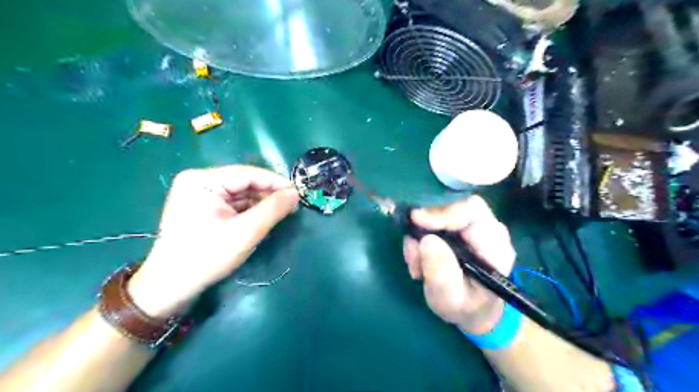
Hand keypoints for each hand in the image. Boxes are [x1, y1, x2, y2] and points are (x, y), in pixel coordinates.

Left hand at [127, 165, 298, 317]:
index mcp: (203, 180)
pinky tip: (265, 217)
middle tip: (293, 206)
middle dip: (269, 194)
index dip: (276, 182)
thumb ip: (273, 209)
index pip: (248, 173)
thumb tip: (296, 192)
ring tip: (283, 212)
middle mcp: (199, 180)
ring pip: (240, 192)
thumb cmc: (207, 256)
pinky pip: (233, 202)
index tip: (298, 194)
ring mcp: (199, 193)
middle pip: (244, 182)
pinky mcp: (202, 206)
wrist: (170, 286)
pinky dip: (250, 209)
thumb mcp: (246, 232)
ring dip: (261, 202)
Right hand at [401, 196, 514, 333]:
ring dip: (420, 232)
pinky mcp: (460, 227)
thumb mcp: (450, 298)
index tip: (415, 220)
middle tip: (411, 248)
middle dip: (426, 223)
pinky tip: (419, 258)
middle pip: (454, 205)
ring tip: (415, 262)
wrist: (473, 311)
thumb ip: (440, 273)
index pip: (471, 210)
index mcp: (494, 245)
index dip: (441, 212)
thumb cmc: (465, 308)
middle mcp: (487, 228)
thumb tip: (426, 240)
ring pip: (442, 211)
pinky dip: (421, 235)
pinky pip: (436, 219)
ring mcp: (474, 225)